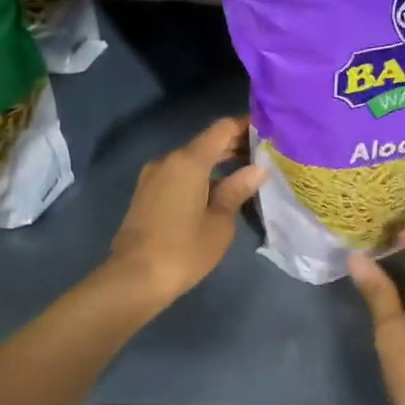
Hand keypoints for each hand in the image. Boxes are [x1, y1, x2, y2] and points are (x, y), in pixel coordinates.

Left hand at [106, 115, 265, 307]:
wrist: (135, 279)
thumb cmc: (184, 250)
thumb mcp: (220, 222)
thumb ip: (238, 190)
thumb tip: (257, 169)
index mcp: (188, 161)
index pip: (221, 129)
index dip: (246, 125)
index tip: (269, 130)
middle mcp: (168, 161)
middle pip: (206, 143)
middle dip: (234, 145)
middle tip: (265, 155)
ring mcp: (153, 177)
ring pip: (192, 160)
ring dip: (218, 163)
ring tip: (247, 174)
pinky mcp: (147, 194)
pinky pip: (179, 175)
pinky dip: (201, 176)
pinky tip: (219, 191)